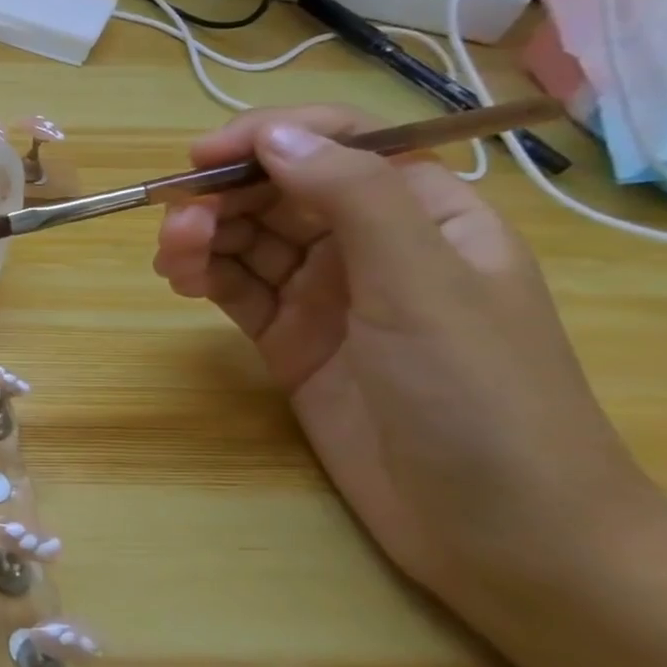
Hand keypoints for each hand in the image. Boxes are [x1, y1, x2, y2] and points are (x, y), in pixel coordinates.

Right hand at [151, 106, 659, 600]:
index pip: (339, 145)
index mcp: (423, 213)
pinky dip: (203, 275)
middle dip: (223, 197)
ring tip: (170, 259)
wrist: (496, 531)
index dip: (270, 138)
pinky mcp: (289, 339)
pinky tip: (181, 279)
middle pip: (278, 192)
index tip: (203, 158)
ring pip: (247, 240)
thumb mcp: (422, 284)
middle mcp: (369, 245)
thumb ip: (351, 198)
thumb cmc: (479, 394)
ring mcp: (326, 295)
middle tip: (176, 224)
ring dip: (202, 236)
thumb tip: (273, 135)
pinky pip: (235, 288)